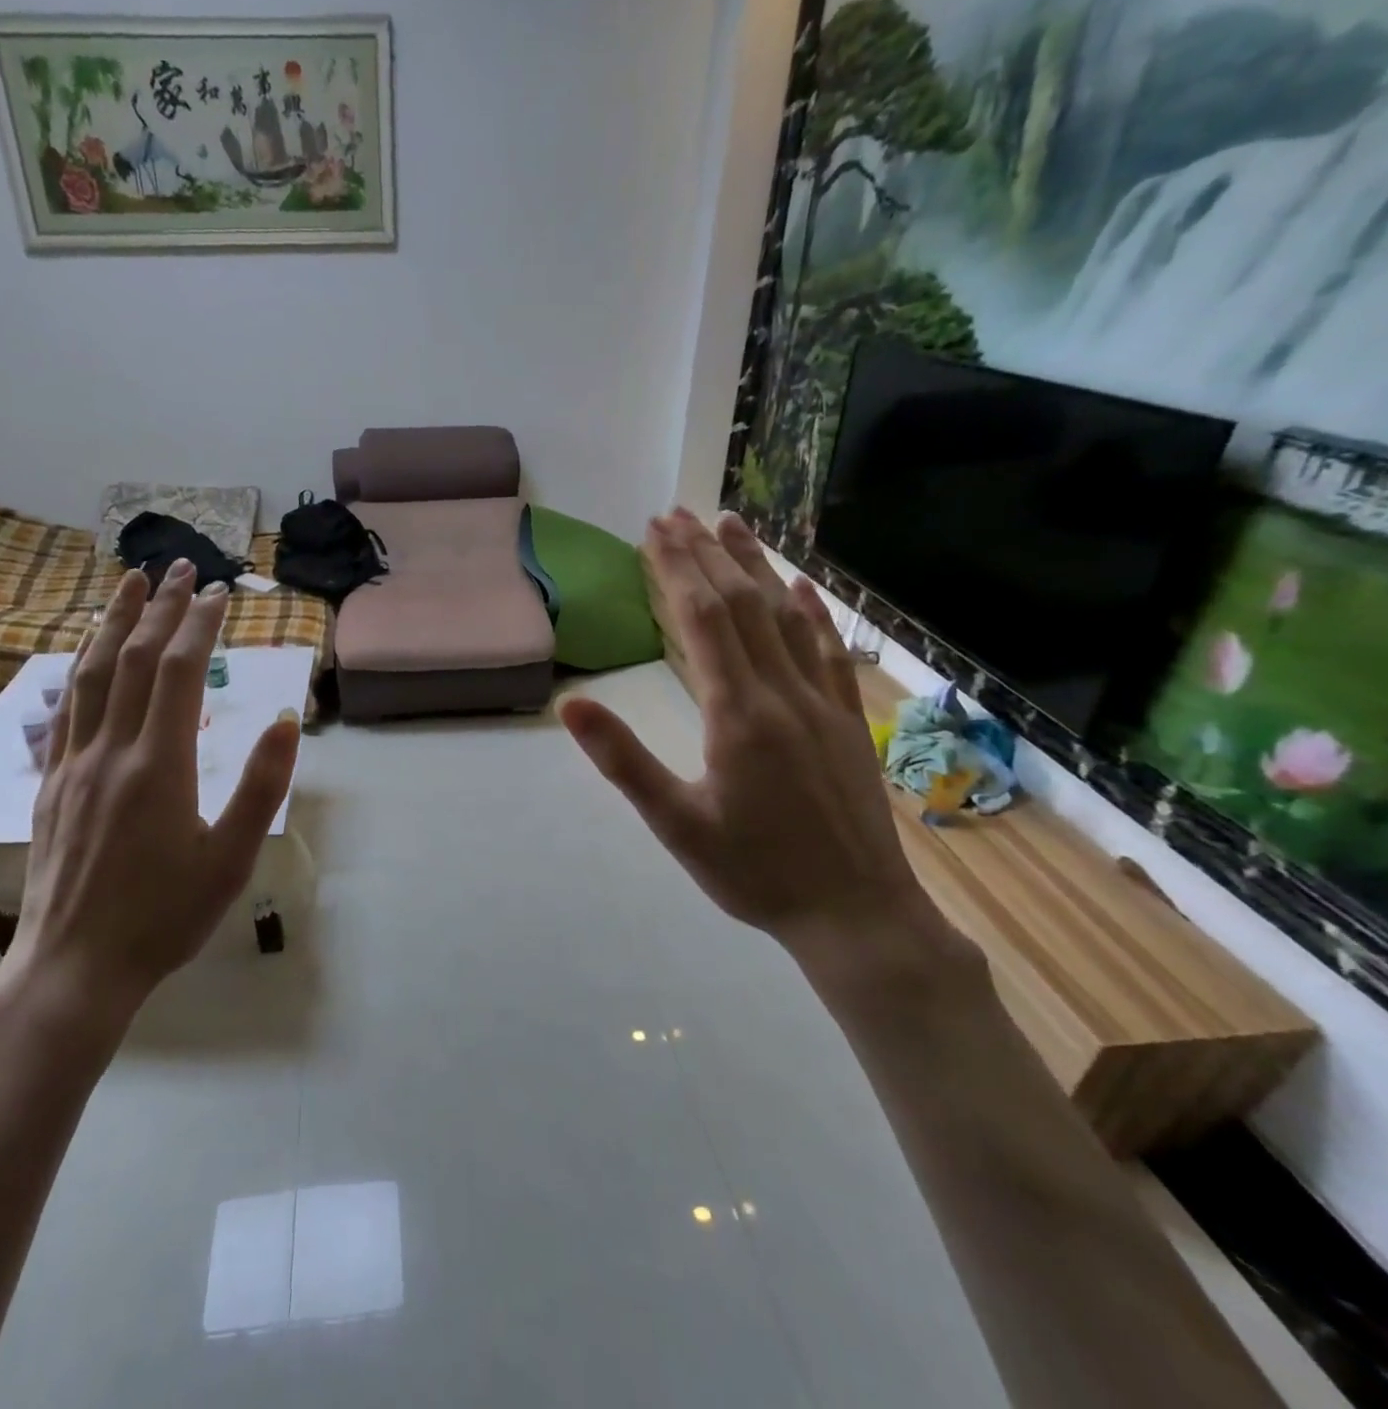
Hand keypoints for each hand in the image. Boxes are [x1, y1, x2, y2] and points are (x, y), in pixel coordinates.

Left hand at [0, 559, 301, 1054]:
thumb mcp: (231, 859)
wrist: (74, 968)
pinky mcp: (50, 784)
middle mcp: (111, 751)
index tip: (218, 593)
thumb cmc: (164, 916)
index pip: (179, 672)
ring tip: (125, 585)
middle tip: (179, 567)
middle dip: (159, 607)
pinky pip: (64, 710)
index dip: (199, 625)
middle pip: (132, 659)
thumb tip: (282, 720)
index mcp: (160, 765)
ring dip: (111, 623)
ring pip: (90, 675)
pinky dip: (76, 668)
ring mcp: (73, 765)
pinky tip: (82, 654)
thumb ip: (262, 787)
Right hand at [560, 512, 957, 966]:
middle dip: (706, 555)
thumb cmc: (753, 872)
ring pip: (785, 617)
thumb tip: (571, 705)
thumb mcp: (675, 824)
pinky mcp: (845, 718)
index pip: (702, 621)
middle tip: (677, 514)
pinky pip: (827, 651)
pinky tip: (800, 586)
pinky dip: (811, 611)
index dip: (676, 570)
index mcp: (737, 715)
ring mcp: (821, 702)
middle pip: (741, 606)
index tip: (654, 531)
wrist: (855, 913)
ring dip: (756, 567)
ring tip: (731, 524)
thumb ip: (624, 760)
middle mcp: (782, 693)